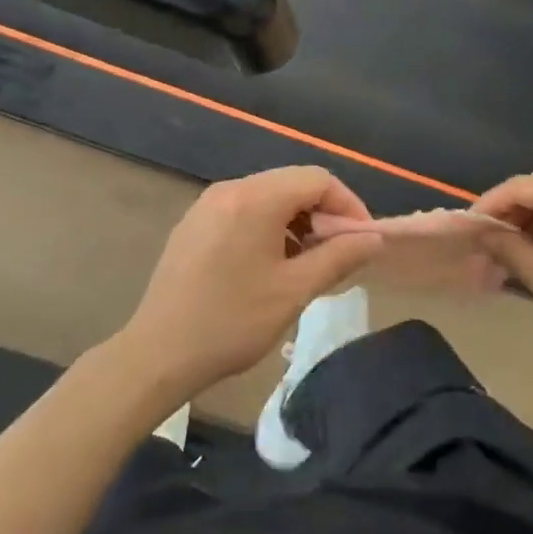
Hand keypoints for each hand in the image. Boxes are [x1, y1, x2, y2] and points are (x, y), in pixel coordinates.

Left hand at [121, 166, 384, 400]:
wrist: (158, 354)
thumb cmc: (232, 322)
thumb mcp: (294, 291)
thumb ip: (339, 257)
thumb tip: (374, 239)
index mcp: (255, 199)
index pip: (317, 179)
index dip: (348, 205)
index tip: (363, 241)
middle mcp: (230, 189)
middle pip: (292, 184)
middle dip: (324, 213)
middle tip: (340, 253)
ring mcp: (207, 205)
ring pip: (268, 197)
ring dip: (297, 221)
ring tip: (309, 262)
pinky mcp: (194, 224)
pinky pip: (244, 210)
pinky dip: (269, 227)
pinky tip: (272, 264)